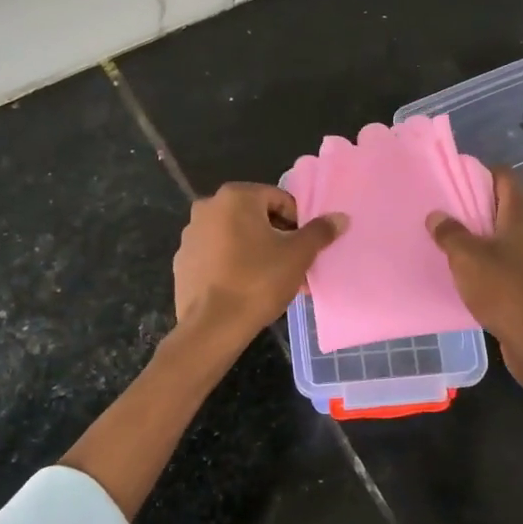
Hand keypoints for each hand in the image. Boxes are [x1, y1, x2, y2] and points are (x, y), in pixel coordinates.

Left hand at [172, 183, 345, 343]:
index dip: (298, 223)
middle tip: (293, 266)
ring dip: (257, 252)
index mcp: (235, 197)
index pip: (279, 199)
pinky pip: (217, 255)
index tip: (304, 248)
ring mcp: (191, 234)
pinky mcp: (183, 261)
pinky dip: (234, 264)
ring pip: (236, 237)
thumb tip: (339, 217)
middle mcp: (208, 207)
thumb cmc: (258, 282)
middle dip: (278, 238)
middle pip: (256, 217)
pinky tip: (247, 289)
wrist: (212, 326)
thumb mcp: (298, 255)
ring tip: (274, 281)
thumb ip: (319, 232)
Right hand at [427, 166, 522, 360]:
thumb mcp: (467, 258)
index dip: (480, 173)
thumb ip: (450, 233)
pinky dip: (488, 259)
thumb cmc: (504, 290)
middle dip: (475, 206)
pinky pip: (508, 259)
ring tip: (450, 242)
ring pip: (505, 234)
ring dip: (480, 235)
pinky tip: (468, 272)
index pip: (505, 177)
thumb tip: (437, 216)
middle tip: (444, 212)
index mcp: (522, 215)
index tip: (453, 181)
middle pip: (504, 205)